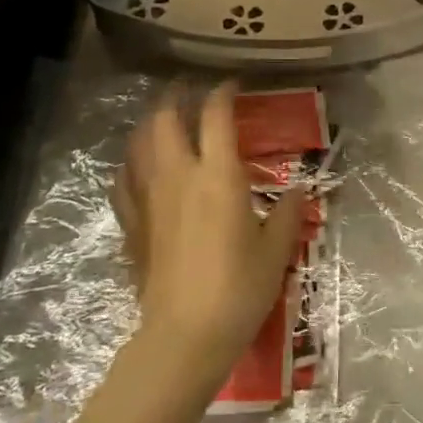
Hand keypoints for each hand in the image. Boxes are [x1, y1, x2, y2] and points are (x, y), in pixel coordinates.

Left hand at [113, 84, 306, 379]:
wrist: (184, 336)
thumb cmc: (239, 289)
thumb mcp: (276, 250)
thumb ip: (289, 214)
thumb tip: (299, 190)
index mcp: (218, 175)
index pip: (215, 115)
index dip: (222, 92)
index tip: (232, 85)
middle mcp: (179, 175)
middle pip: (165, 118)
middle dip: (175, 96)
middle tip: (189, 90)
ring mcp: (149, 198)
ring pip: (139, 144)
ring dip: (151, 123)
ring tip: (164, 119)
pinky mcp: (132, 224)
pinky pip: (123, 181)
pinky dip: (131, 164)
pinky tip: (138, 167)